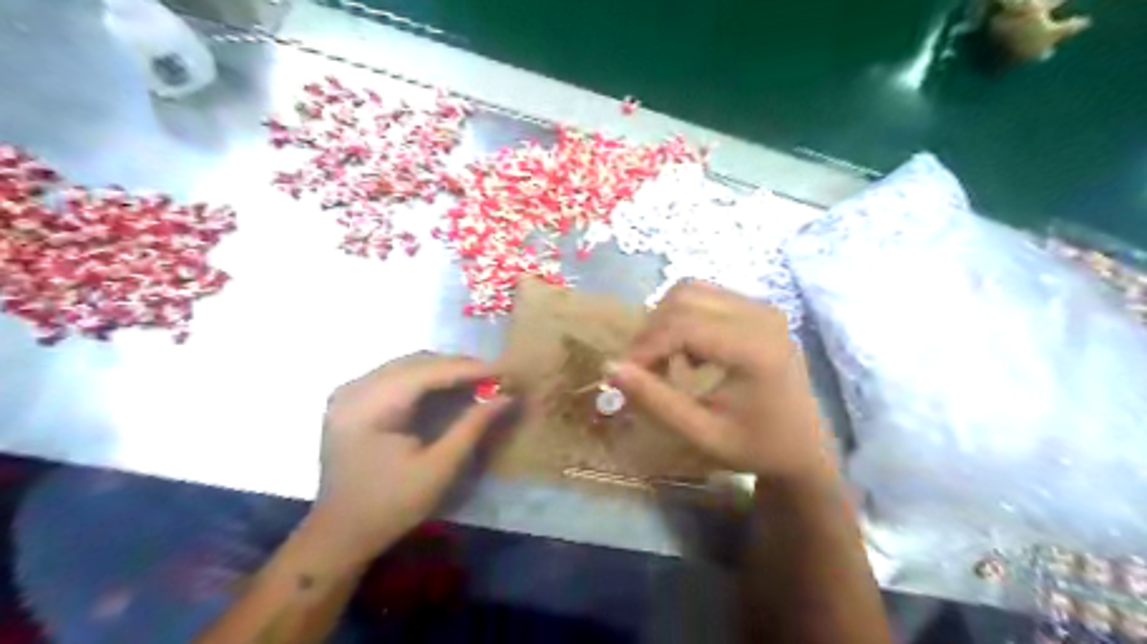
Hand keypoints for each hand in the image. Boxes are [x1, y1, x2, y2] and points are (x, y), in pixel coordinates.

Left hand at [312, 353, 511, 562]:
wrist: (341, 533)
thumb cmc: (391, 505)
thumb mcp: (439, 468)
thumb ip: (472, 426)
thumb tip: (506, 396)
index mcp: (369, 406)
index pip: (426, 372)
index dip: (468, 369)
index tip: (504, 371)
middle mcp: (355, 388)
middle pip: (416, 363)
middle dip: (458, 367)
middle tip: (495, 377)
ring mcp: (350, 392)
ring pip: (407, 365)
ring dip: (444, 370)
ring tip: (478, 380)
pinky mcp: (353, 400)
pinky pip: (396, 376)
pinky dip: (427, 379)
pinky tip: (449, 387)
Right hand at [609, 278, 835, 479]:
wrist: (807, 448)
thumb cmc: (756, 447)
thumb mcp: (701, 433)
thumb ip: (655, 400)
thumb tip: (610, 367)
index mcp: (754, 348)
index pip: (681, 325)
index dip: (644, 346)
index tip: (623, 374)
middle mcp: (761, 315)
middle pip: (683, 297)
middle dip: (651, 331)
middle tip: (641, 369)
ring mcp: (763, 307)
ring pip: (692, 290)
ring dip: (665, 321)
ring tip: (663, 361)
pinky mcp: (759, 308)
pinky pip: (706, 296)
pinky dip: (683, 318)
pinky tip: (688, 353)